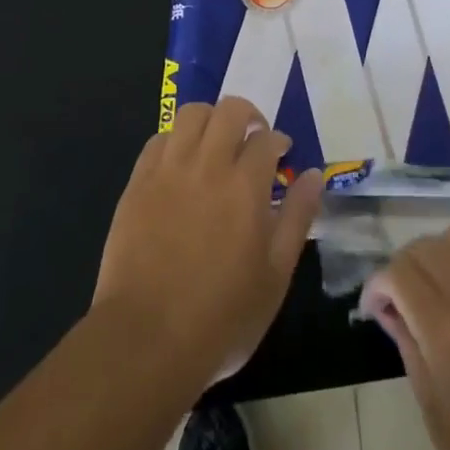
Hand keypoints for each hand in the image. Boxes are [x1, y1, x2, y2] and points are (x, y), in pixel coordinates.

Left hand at [95, 98, 325, 387]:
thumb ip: (297, 217)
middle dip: (248, 116)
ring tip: (216, 144)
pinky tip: (182, 164)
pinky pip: (158, 140)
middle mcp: (207, 165)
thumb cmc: (222, 316)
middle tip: (252, 140)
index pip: (267, 138)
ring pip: (190, 114)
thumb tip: (313, 175)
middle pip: (229, 110)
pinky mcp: (137, 184)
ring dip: (210, 119)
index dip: (278, 141)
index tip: (282, 156)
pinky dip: (176, 140)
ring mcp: (167, 171)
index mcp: (246, 186)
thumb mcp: (276, 275)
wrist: (146, 339)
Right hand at [359, 228, 449, 449]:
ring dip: (438, 256)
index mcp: (448, 332)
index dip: (377, 286)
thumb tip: (391, 312)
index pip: (399, 272)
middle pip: (426, 247)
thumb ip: (410, 351)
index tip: (375, 311)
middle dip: (403, 268)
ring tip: (437, 290)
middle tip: (400, 303)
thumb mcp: (438, 419)